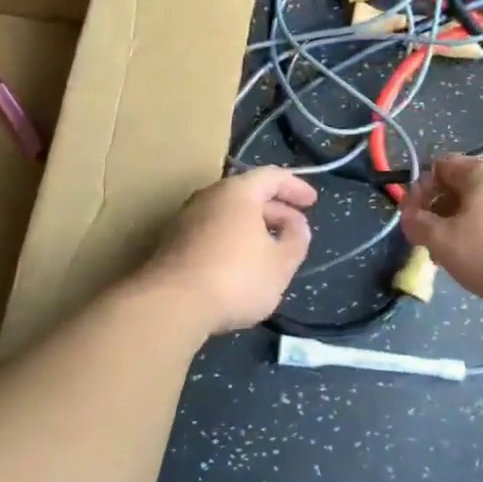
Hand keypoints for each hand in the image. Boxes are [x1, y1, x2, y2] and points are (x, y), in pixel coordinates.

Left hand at [142, 167, 316, 333]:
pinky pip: (211, 230)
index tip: (312, 202)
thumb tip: (296, 224)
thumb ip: (296, 239)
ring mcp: (185, 218)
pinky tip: (239, 264)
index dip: (296, 187)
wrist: (170, 305)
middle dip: (275, 209)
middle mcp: (208, 196)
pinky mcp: (172, 243)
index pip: (272, 176)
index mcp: (237, 192)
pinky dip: (232, 239)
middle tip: (294, 229)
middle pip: (247, 193)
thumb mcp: (281, 263)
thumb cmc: (235, 278)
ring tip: (269, 249)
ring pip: (227, 214)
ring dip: (252, 226)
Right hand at [399, 154, 482, 306]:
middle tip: (432, 242)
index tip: (414, 221)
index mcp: (480, 171)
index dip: (419, 191)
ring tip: (456, 256)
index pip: (438, 167)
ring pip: (480, 205)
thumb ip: (416, 224)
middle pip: (459, 186)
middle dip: (439, 212)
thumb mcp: (442, 240)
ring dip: (461, 226)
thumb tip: (410, 217)